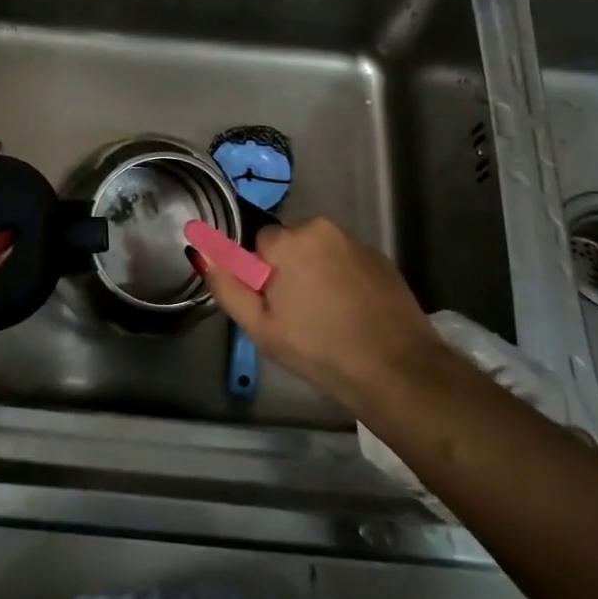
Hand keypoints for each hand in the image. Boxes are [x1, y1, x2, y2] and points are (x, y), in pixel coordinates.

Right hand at [195, 216, 442, 408]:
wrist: (396, 370)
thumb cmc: (319, 349)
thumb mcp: (261, 327)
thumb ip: (227, 285)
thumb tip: (201, 251)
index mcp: (291, 240)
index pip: (260, 243)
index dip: (263, 275)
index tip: (275, 306)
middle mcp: (324, 228)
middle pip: (291, 243)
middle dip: (289, 269)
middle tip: (299, 315)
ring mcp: (357, 241)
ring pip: (320, 252)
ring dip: (317, 273)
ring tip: (328, 318)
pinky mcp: (382, 258)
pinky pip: (347, 260)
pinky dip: (344, 279)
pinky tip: (353, 314)